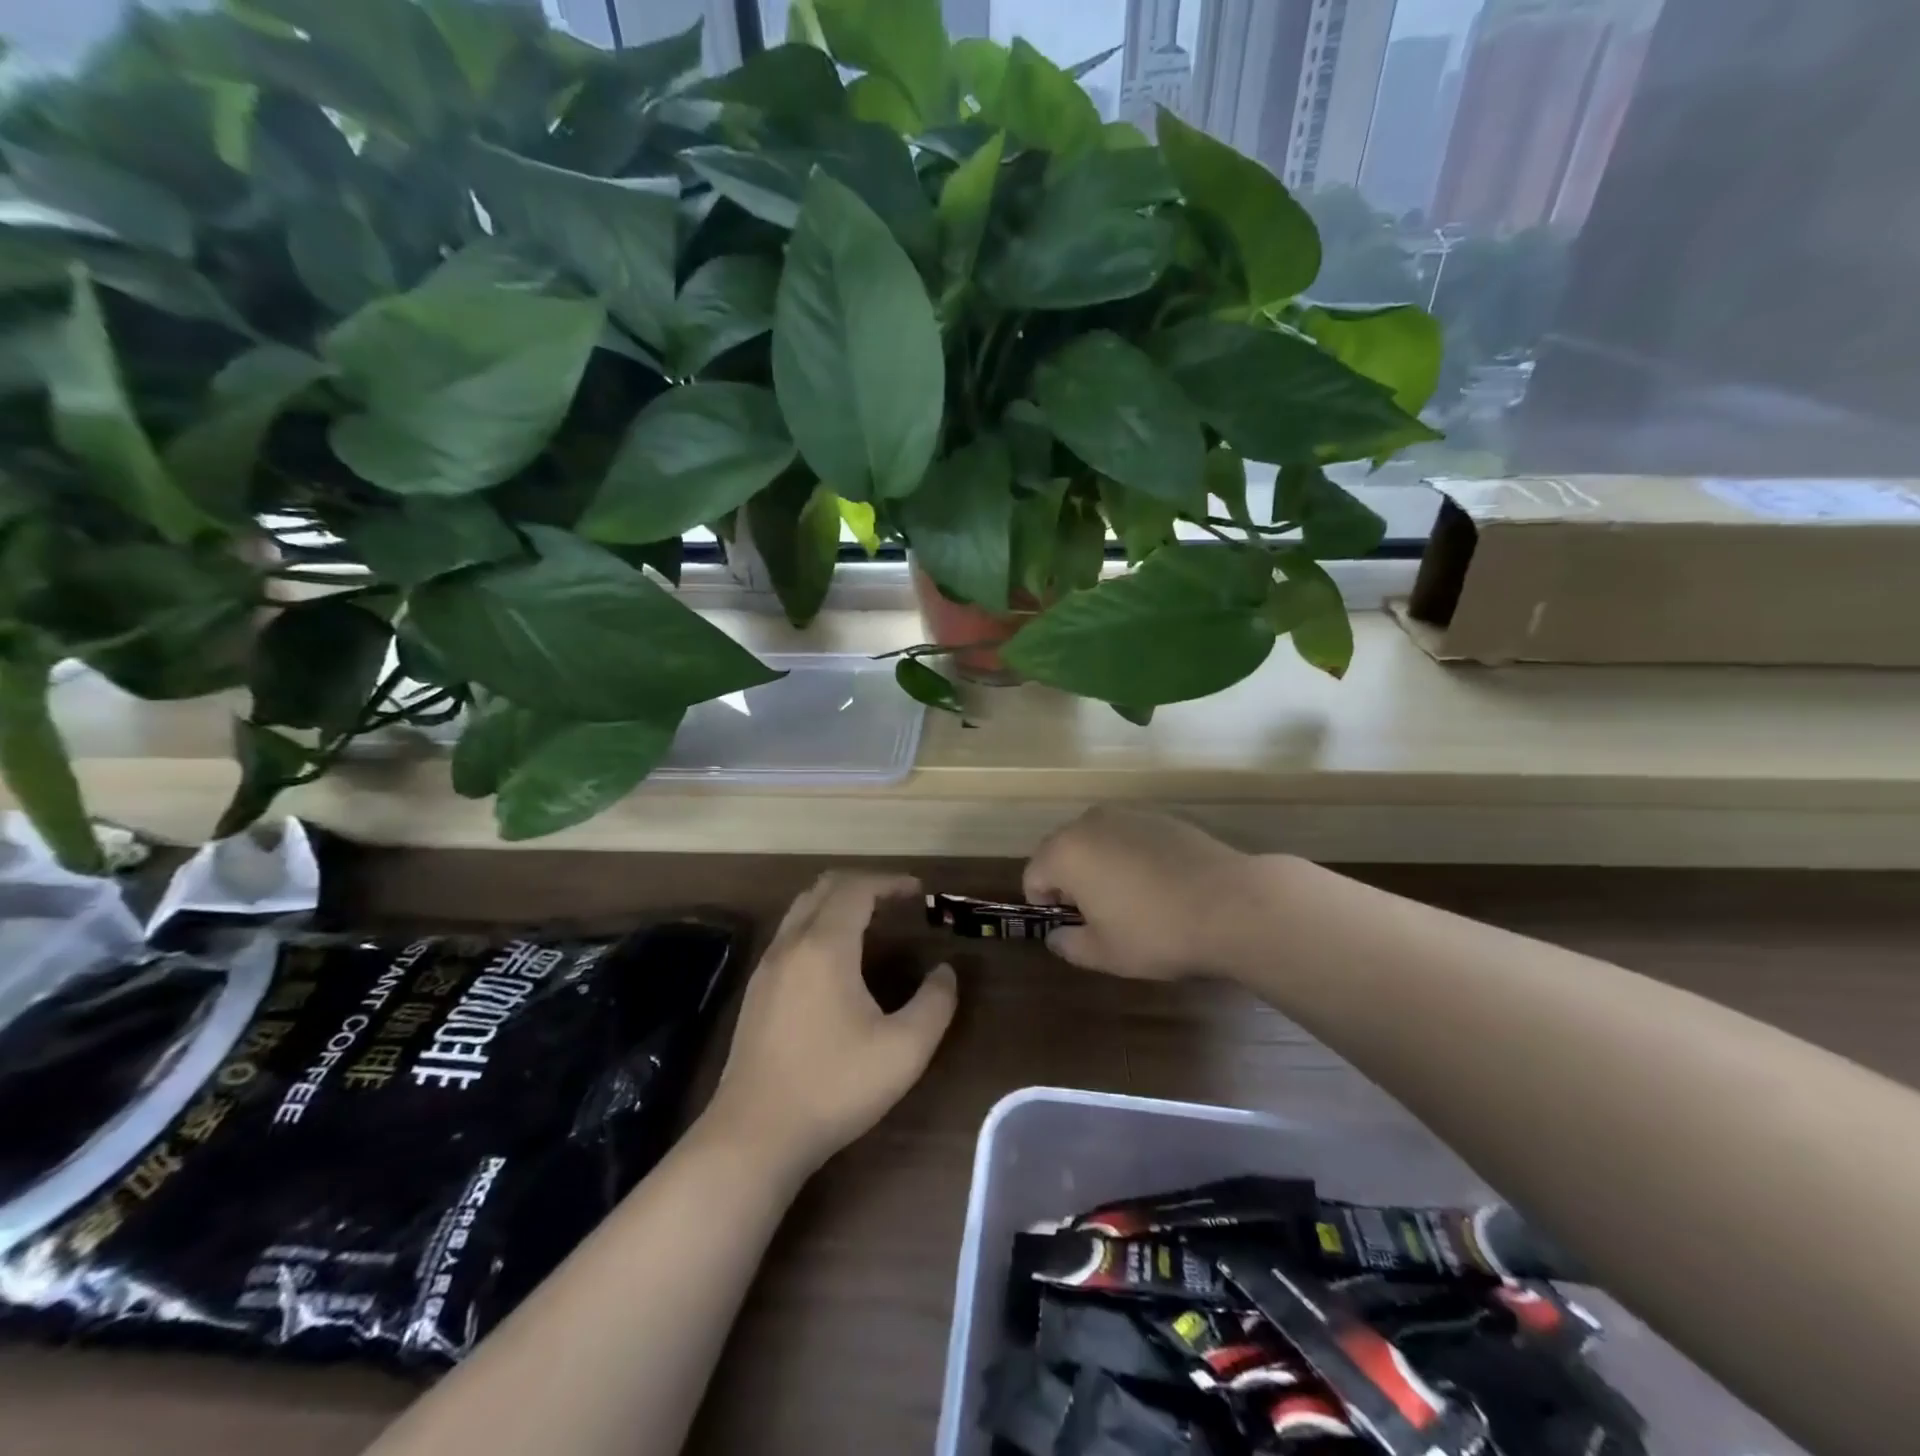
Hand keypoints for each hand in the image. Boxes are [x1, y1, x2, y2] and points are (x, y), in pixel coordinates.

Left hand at [706, 872, 956, 1175]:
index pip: (857, 888)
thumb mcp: (904, 1050)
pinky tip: (837, 960)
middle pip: (825, 888)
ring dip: (838, 903)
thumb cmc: (833, 1086)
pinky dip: (819, 925)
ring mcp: (767, 966)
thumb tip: (944, 972)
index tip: (918, 891)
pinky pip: (790, 934)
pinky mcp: (756, 991)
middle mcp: (791, 944)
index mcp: (825, 946)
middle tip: (897, 901)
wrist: (754, 1135)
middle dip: (864, 884)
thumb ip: (934, 1004)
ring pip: (802, 909)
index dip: (890, 882)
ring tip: (872, 923)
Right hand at [1024, 808, 1269, 980]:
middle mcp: (1090, 823)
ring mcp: (1128, 814)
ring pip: (1097, 841)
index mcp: (1065, 852)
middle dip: (1070, 881)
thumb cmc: (1157, 932)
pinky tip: (1159, 885)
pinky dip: (1131, 856)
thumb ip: (1069, 944)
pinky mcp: (1162, 817)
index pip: (1033, 876)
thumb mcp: (1104, 953)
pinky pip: (1129, 837)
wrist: (1233, 904)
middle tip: (1099, 916)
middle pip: (1061, 851)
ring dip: (1100, 866)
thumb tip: (1057, 936)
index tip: (1072, 927)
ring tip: (1131, 900)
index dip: (1045, 905)